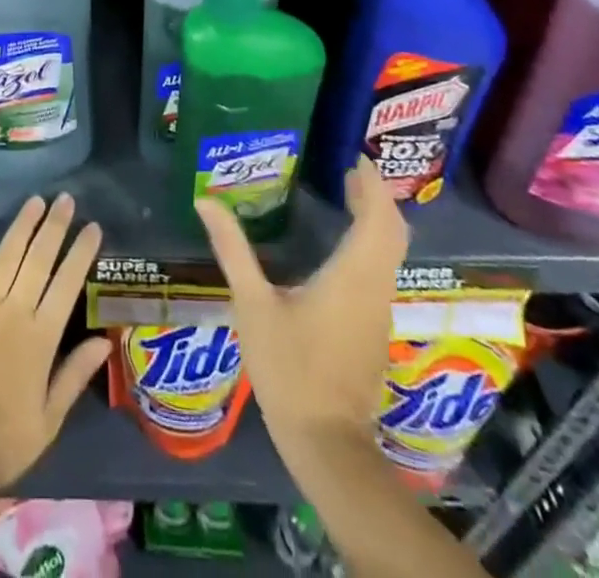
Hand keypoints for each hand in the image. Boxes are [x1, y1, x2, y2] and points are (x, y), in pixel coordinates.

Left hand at [0, 193, 109, 493]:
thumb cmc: (0, 442)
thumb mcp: (48, 421)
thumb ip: (74, 376)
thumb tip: (104, 341)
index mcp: (40, 338)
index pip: (67, 284)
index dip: (81, 252)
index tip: (93, 226)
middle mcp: (13, 312)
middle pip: (38, 260)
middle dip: (55, 227)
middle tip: (66, 199)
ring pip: (6, 256)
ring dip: (22, 226)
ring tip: (36, 201)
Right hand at [195, 164, 407, 441]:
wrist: (326, 442)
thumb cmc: (289, 368)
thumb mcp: (252, 303)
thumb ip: (233, 249)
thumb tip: (206, 201)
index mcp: (351, 275)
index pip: (378, 218)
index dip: (371, 185)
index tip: (353, 157)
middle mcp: (374, 288)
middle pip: (392, 232)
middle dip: (376, 197)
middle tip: (347, 170)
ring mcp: (379, 311)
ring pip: (390, 253)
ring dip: (376, 220)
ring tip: (347, 196)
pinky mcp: (374, 328)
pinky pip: (382, 272)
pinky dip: (372, 245)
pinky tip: (343, 245)